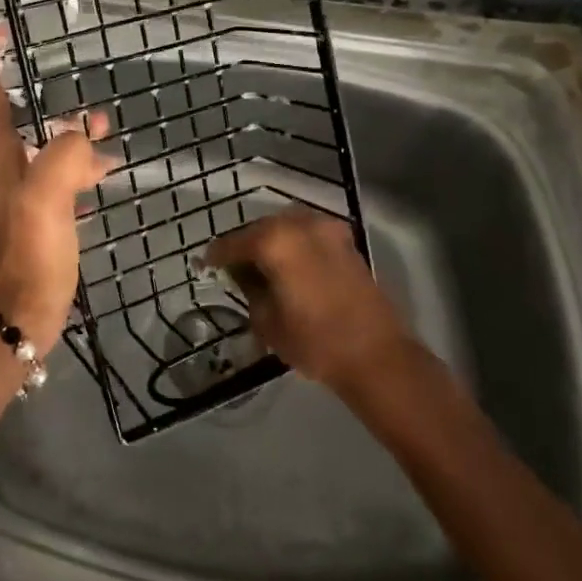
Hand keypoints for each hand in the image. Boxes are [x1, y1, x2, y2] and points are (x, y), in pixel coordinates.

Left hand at [0, 23, 113, 353]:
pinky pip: (51, 188)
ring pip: (42, 158)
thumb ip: (64, 154)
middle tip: (97, 115)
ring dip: (72, 148)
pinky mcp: (26, 226)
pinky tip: (97, 187)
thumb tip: (78, 137)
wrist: (14, 320)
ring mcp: (11, 201)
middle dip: (56, 113)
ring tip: (110, 148)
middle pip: (22, 126)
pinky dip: (74, 179)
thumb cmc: (29, 256)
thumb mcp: (48, 198)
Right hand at [204, 207, 409, 392]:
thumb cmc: (314, 341)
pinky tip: (289, 267)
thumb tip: (243, 274)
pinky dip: (295, 246)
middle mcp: (300, 224)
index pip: (233, 242)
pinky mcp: (346, 242)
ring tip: (262, 268)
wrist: (376, 356)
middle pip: (261, 229)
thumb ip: (249, 288)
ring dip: (271, 243)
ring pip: (287, 228)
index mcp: (275, 240)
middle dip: (245, 245)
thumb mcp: (266, 320)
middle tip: (233, 268)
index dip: (216, 256)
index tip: (205, 265)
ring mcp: (327, 230)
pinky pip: (308, 235)